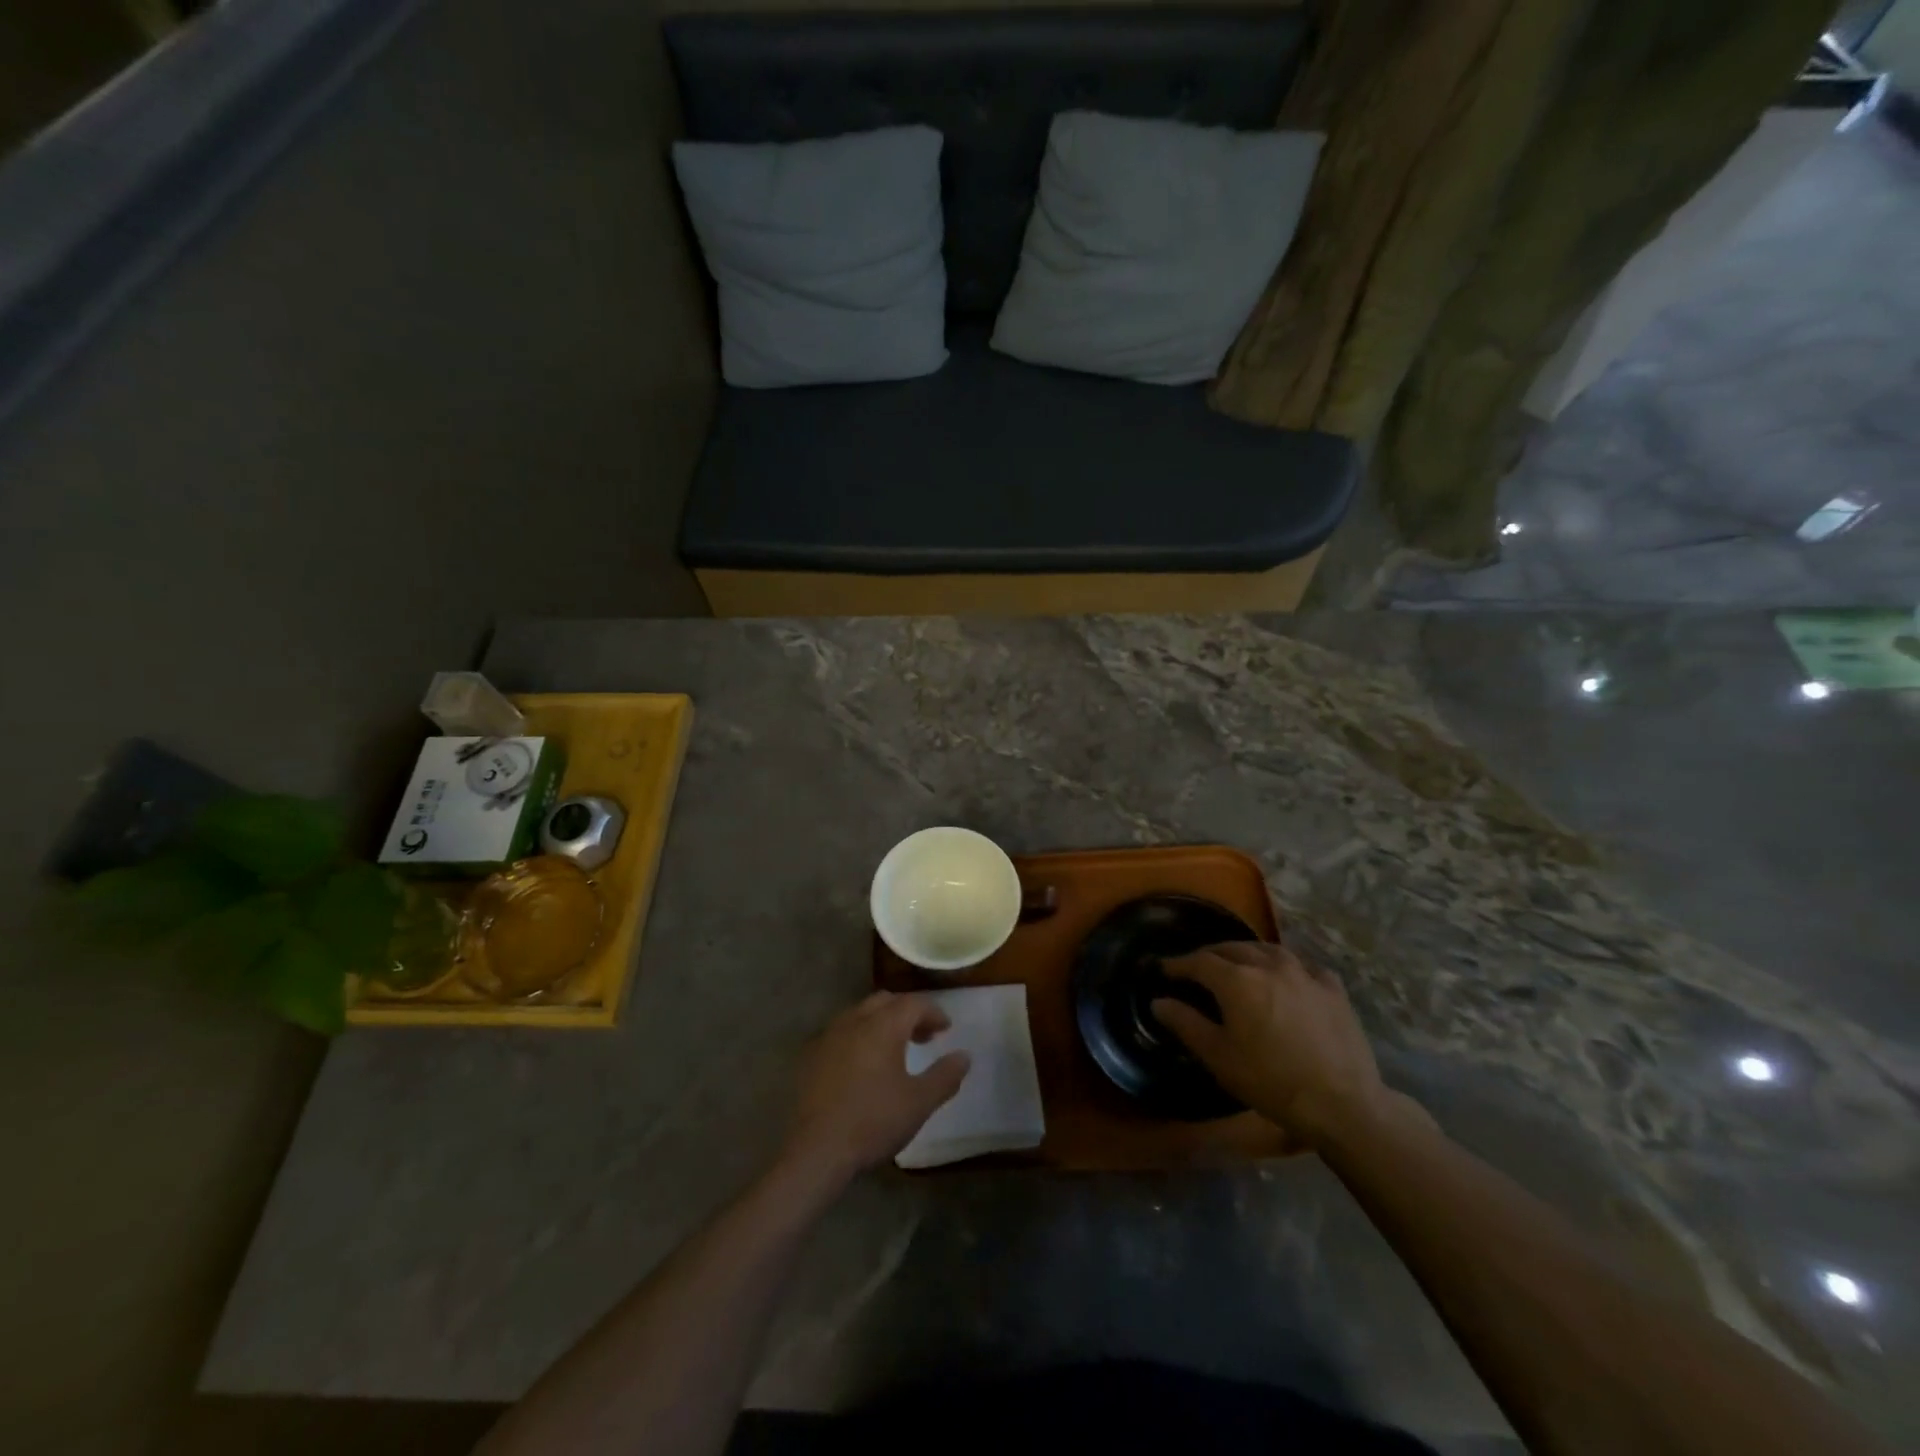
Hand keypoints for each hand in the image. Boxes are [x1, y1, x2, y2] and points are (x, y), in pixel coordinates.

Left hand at [780, 992, 970, 1184]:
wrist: (817, 1150)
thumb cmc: (874, 1122)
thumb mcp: (919, 1102)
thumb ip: (945, 1076)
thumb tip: (964, 1056)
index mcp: (883, 1026)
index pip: (913, 1003)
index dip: (933, 1012)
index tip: (946, 1029)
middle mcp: (854, 1020)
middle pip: (885, 1001)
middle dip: (907, 1012)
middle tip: (923, 1036)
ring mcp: (828, 1036)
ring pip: (860, 1014)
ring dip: (881, 1023)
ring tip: (894, 1050)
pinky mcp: (811, 1055)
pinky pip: (841, 1033)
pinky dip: (859, 1037)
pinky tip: (862, 1065)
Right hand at [1151, 943, 1392, 1146]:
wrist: (1342, 1103)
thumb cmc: (1271, 1081)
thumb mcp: (1219, 1057)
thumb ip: (1185, 1023)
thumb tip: (1159, 1001)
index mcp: (1237, 980)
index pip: (1199, 961)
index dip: (1179, 964)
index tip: (1165, 969)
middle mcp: (1269, 965)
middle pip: (1232, 948)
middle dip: (1211, 955)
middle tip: (1198, 966)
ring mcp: (1305, 974)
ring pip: (1268, 950)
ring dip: (1248, 953)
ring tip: (1241, 964)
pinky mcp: (1333, 989)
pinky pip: (1305, 966)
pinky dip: (1289, 967)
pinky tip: (1290, 977)